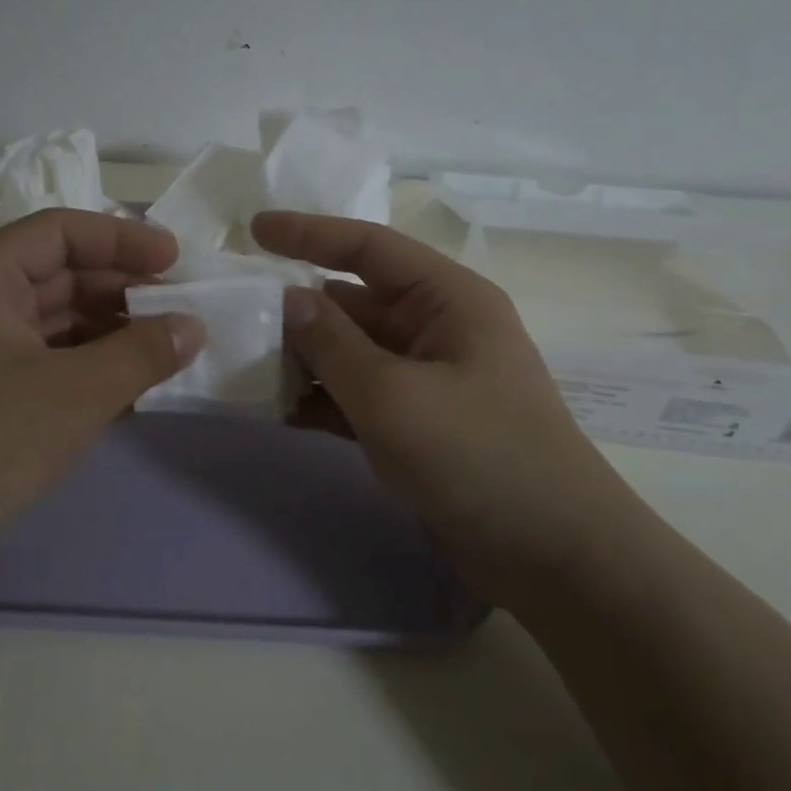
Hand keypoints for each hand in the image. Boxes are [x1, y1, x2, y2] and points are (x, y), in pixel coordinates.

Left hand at [0, 209, 204, 589]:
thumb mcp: (75, 392)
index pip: (58, 232)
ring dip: (109, 328)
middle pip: (57, 274)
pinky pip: (46, 361)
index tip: (174, 258)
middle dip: (120, 286)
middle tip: (178, 306)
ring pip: (54, 321)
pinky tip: (129, 380)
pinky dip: (88, 364)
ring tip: (165, 344)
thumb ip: (141, 353)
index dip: (120, 238)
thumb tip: (195, 326)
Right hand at [251, 211, 640, 600]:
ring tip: (246, 368)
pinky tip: (280, 412)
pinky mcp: (418, 424)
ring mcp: (427, 379)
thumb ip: (331, 343)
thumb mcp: (392, 394)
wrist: (554, 559)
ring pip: (351, 351)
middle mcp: (437, 329)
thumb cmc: (477, 456)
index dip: (309, 233)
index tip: (253, 231)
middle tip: (236, 319)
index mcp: (447, 299)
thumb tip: (288, 299)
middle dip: (298, 309)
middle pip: (354, 301)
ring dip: (305, 359)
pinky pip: (358, 395)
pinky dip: (323, 400)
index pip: (369, 247)